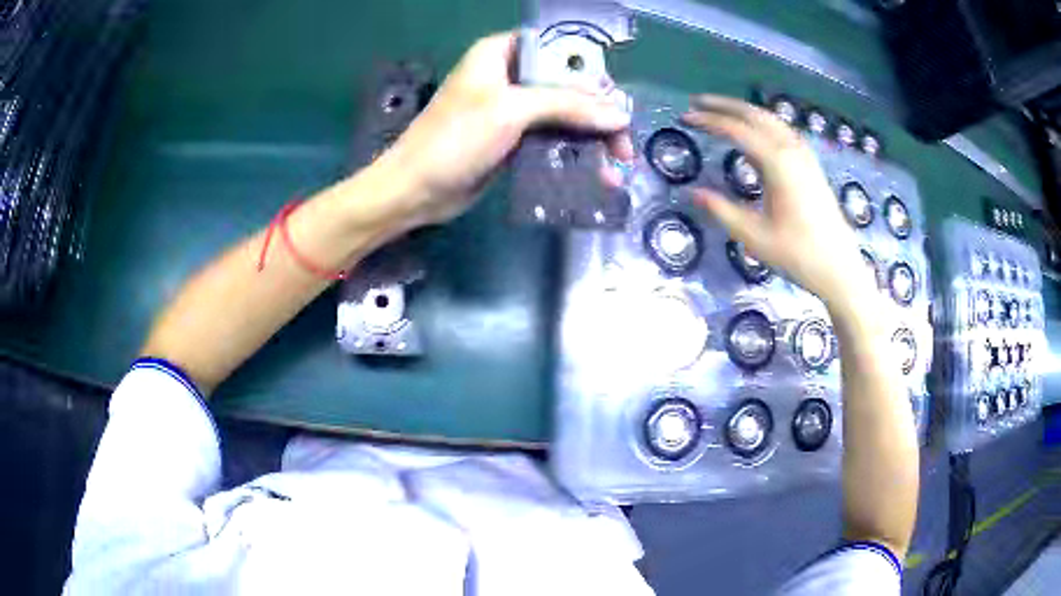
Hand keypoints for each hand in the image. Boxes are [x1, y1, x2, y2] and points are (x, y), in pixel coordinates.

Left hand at [378, 31, 633, 229]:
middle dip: (599, 112)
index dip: (588, 69)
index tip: (613, 96)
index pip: (556, 48)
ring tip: (618, 165)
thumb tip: (619, 114)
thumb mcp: (511, 111)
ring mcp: (512, 111)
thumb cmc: (455, 139)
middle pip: (567, 84)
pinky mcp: (513, 140)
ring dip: (593, 138)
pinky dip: (575, 154)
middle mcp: (509, 77)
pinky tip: (597, 174)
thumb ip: (567, 105)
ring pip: (564, 115)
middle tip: (623, 142)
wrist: (416, 191)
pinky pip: (553, 139)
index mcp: (501, 54)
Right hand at [681, 95, 874, 309]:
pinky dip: (761, 122)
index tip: (685, 117)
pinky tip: (753, 131)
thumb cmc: (797, 254)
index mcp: (778, 163)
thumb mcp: (754, 236)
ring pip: (770, 119)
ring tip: (720, 111)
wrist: (839, 268)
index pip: (737, 130)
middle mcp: (792, 150)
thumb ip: (722, 210)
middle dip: (724, 105)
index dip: (709, 121)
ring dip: (743, 111)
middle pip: (754, 115)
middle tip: (697, 103)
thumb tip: (693, 193)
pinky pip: (782, 131)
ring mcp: (804, 155)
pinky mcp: (810, 165)